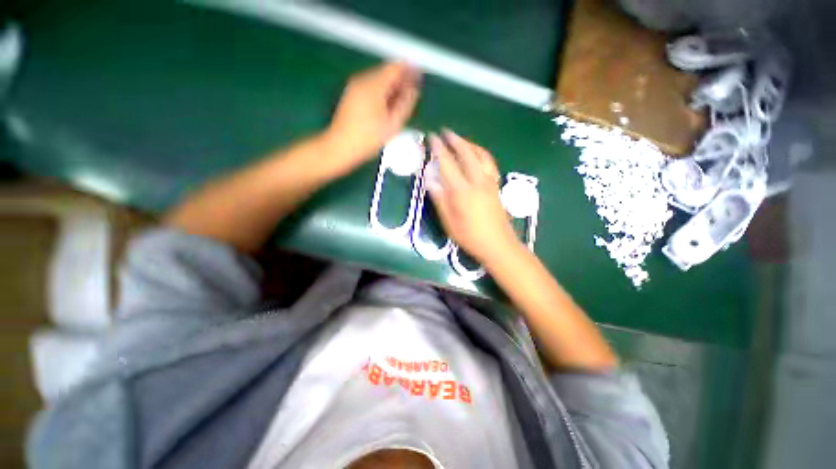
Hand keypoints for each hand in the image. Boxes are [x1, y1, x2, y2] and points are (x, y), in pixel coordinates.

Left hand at [323, 62, 420, 173]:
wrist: (341, 147)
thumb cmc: (369, 138)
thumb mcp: (392, 124)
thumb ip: (406, 103)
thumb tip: (414, 89)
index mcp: (374, 85)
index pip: (395, 68)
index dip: (409, 70)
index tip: (419, 76)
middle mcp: (363, 80)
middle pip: (386, 72)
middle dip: (400, 79)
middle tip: (412, 90)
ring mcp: (354, 86)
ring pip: (378, 80)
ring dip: (391, 86)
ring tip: (401, 100)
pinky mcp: (351, 95)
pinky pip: (370, 87)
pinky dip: (381, 92)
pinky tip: (386, 105)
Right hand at [428, 129, 519, 262]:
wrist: (498, 244)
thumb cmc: (470, 236)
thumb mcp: (449, 222)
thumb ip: (440, 199)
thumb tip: (429, 181)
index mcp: (462, 190)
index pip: (448, 164)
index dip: (438, 149)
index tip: (431, 138)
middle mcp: (477, 181)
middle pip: (466, 153)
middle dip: (455, 140)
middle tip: (445, 132)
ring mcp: (489, 182)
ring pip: (480, 155)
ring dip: (469, 144)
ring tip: (460, 140)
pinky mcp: (496, 186)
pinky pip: (489, 163)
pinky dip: (481, 154)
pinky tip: (477, 155)